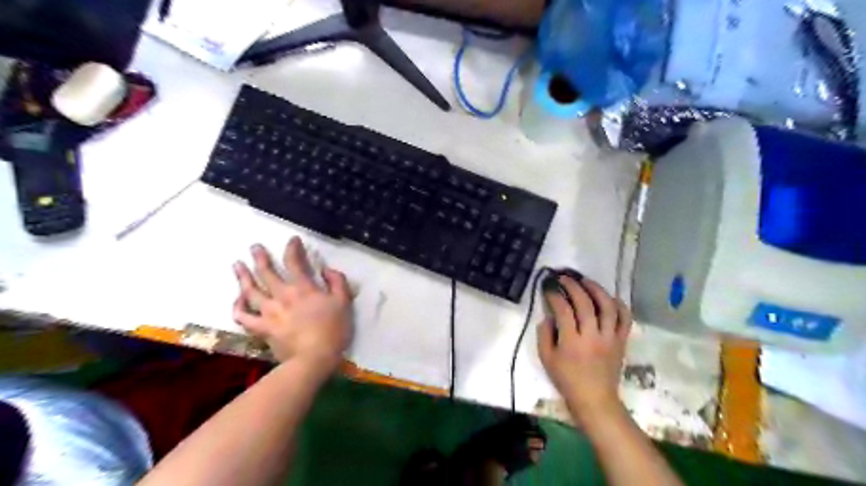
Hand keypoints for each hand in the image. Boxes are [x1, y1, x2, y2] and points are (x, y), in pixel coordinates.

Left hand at [232, 238, 352, 373]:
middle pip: (267, 272)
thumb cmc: (332, 330)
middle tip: (254, 247)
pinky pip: (243, 316)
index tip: (292, 240)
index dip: (292, 248)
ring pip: (250, 290)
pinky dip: (238, 307)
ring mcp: (269, 312)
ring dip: (243, 276)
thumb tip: (326, 269)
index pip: (295, 262)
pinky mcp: (261, 328)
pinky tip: (237, 300)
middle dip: (260, 257)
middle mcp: (282, 295)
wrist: (314, 358)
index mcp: (303, 288)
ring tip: (237, 265)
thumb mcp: (344, 302)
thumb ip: (337, 281)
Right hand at [539, 275, 633, 423]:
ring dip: (597, 290)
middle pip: (585, 304)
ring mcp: (610, 338)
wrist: (595, 399)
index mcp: (572, 342)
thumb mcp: (547, 359)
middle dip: (573, 286)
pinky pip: (625, 319)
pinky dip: (620, 305)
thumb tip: (549, 316)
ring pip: (607, 307)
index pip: (563, 310)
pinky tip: (610, 297)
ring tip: (586, 281)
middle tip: (564, 278)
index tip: (549, 289)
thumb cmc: (567, 380)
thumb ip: (544, 335)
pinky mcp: (621, 341)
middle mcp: (592, 336)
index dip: (555, 296)